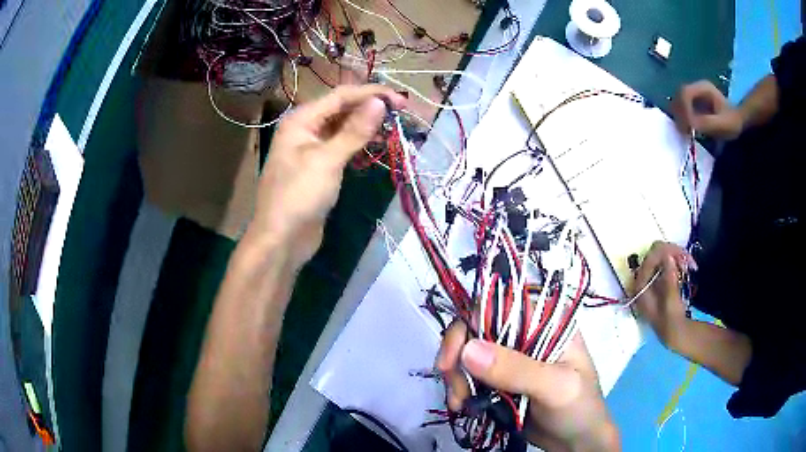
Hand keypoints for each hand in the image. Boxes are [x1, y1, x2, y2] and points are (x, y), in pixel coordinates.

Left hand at [247, 85, 405, 265]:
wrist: (281, 239)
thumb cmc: (299, 196)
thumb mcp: (328, 161)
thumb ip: (354, 130)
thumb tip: (379, 103)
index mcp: (301, 120)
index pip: (341, 96)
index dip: (372, 94)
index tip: (401, 101)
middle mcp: (305, 129)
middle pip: (342, 109)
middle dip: (370, 108)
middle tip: (402, 113)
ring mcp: (311, 148)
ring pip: (343, 128)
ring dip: (366, 126)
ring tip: (394, 127)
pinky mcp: (319, 167)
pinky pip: (341, 146)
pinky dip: (358, 143)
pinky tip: (375, 145)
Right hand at [436, 321, 619, 451]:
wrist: (576, 440)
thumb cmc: (578, 407)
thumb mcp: (556, 387)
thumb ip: (517, 369)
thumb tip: (468, 348)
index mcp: (546, 321)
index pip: (499, 305)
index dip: (470, 325)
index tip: (454, 358)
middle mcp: (526, 332)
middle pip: (476, 328)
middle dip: (458, 357)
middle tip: (456, 388)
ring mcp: (511, 357)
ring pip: (468, 352)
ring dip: (457, 377)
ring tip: (460, 402)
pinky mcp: (500, 379)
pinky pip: (469, 375)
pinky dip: (459, 388)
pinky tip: (462, 405)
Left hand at [632, 242, 694, 346]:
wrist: (673, 331)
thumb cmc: (670, 319)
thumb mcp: (670, 301)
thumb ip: (669, 279)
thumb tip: (668, 256)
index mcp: (640, 285)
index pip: (650, 259)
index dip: (666, 252)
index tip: (682, 254)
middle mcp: (643, 278)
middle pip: (656, 253)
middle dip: (673, 253)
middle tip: (689, 260)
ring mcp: (650, 275)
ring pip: (663, 254)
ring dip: (677, 256)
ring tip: (690, 265)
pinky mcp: (659, 276)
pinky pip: (667, 260)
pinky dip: (678, 260)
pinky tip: (687, 266)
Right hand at [672, 80, 743, 138]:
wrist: (739, 121)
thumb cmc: (732, 122)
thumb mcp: (723, 124)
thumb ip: (707, 123)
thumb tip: (690, 124)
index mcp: (703, 88)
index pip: (685, 93)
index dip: (683, 109)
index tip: (687, 126)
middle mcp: (697, 88)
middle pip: (679, 95)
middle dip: (679, 113)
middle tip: (683, 130)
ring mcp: (695, 95)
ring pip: (679, 101)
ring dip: (679, 116)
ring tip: (685, 131)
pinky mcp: (694, 103)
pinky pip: (683, 107)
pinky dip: (682, 118)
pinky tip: (687, 128)